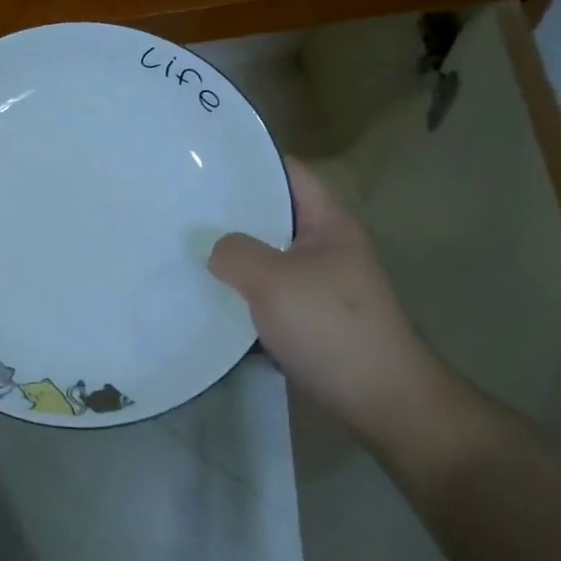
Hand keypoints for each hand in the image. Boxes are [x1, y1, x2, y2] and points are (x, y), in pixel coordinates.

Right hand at [208, 157, 450, 444]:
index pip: (286, 172)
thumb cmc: (331, 327)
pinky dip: (239, 293)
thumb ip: (235, 253)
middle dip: (228, 212)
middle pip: (270, 215)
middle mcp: (324, 246)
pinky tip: (204, 295)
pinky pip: (265, 294)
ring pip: (265, 257)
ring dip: (230, 256)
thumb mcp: (274, 281)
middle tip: (180, 204)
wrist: (380, 400)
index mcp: (327, 222)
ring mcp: (317, 284)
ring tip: (182, 246)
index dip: (248, 161)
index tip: (201, 160)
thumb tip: (214, 248)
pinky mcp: (307, 318)